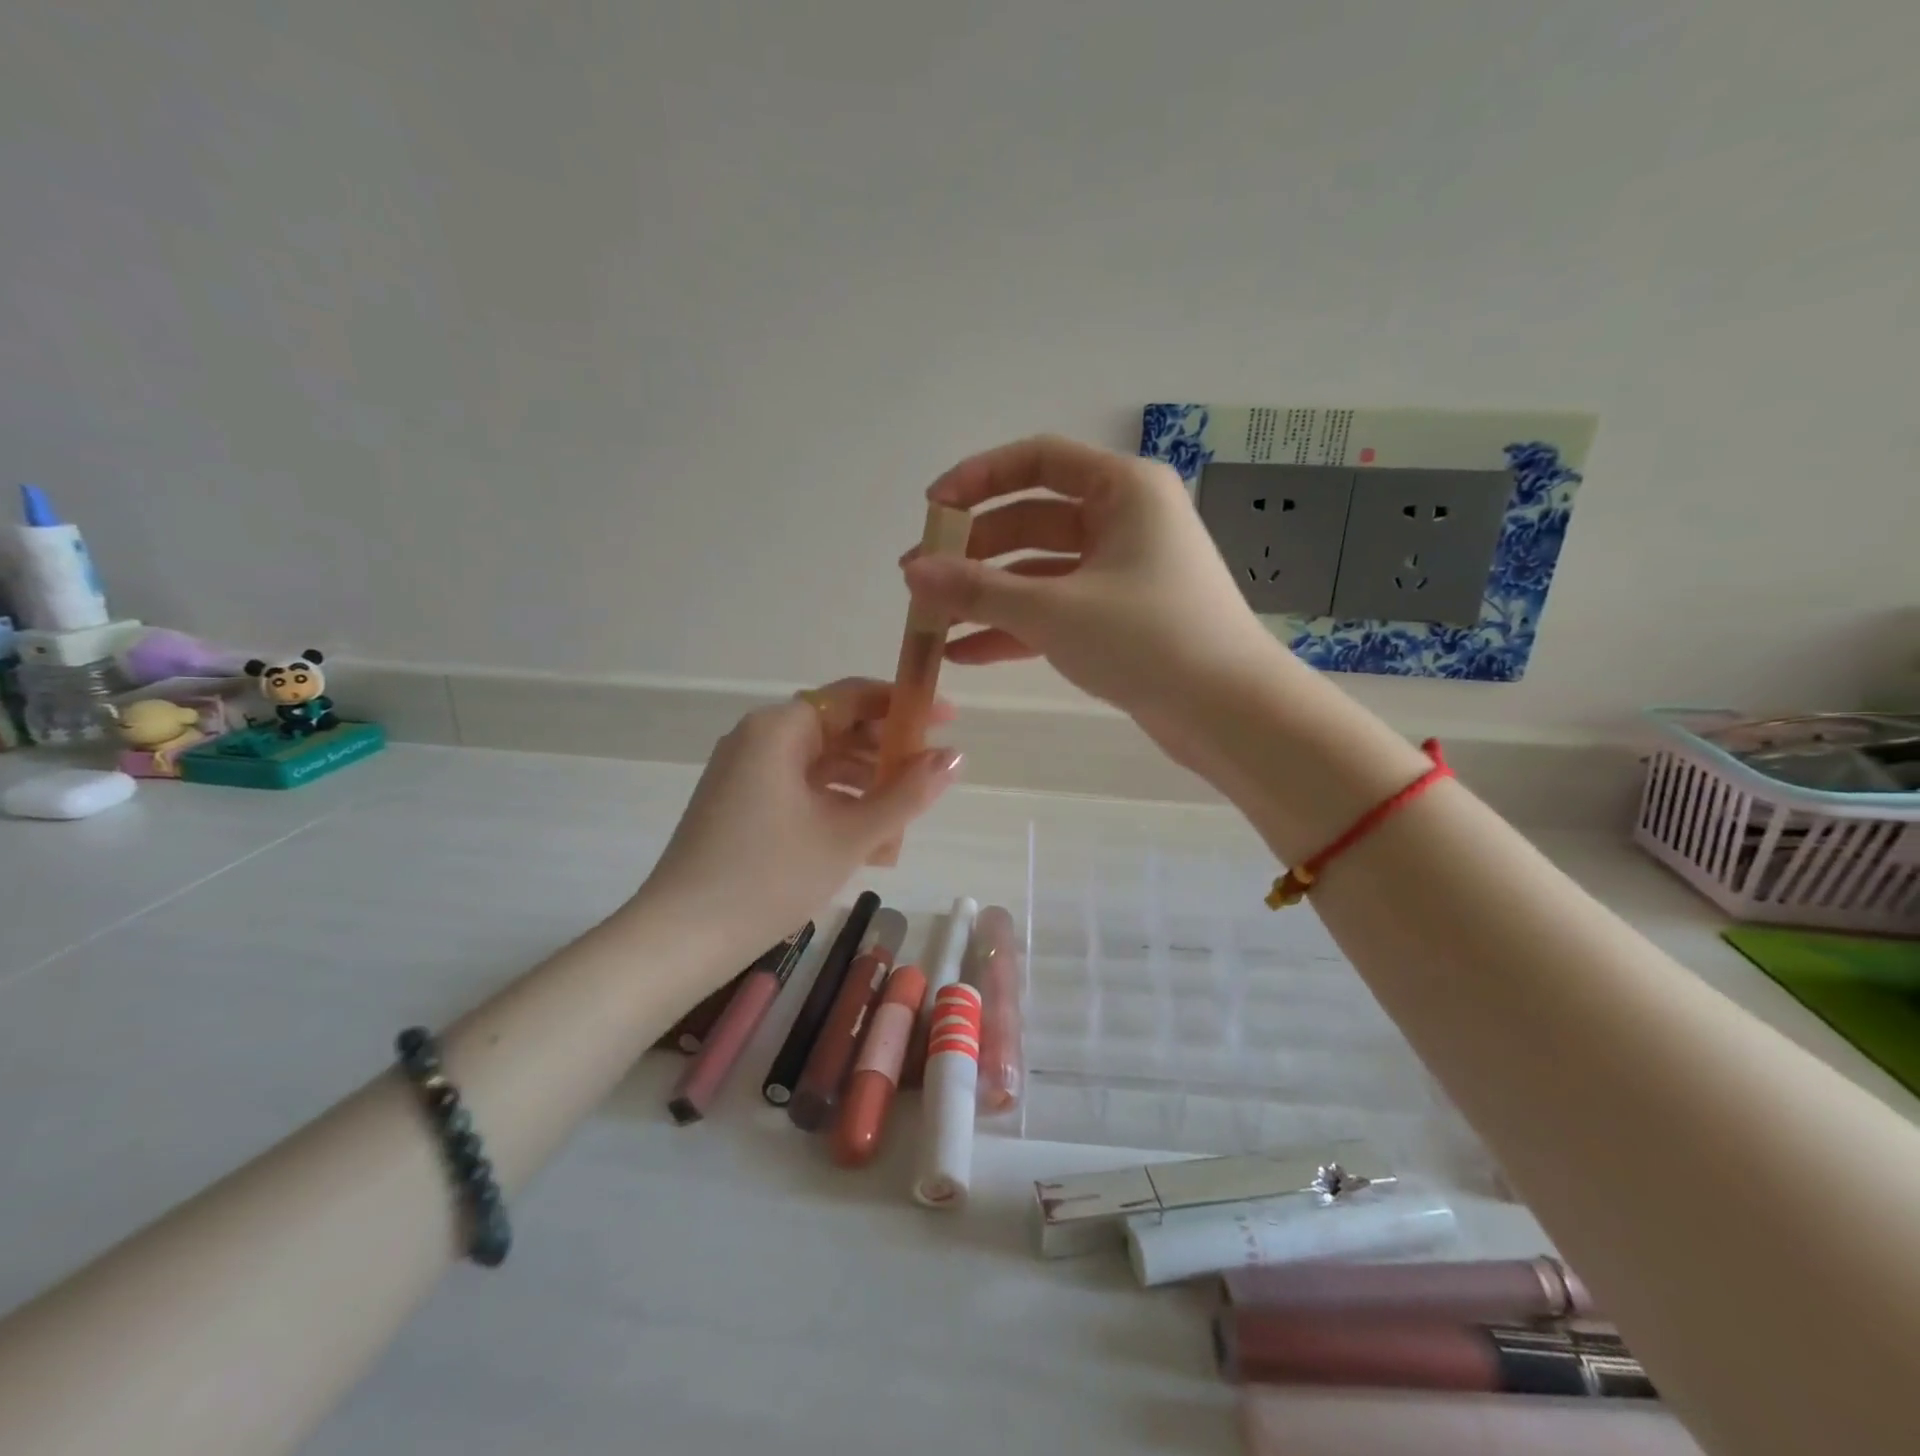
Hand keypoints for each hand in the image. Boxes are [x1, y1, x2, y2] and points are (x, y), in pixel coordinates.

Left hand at [636, 679, 960, 959]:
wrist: (681, 938)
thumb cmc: (770, 877)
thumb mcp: (850, 835)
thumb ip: (908, 793)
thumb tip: (956, 756)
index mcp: (780, 729)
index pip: (853, 696)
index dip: (905, 705)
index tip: (949, 720)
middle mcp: (759, 737)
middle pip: (837, 727)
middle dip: (887, 750)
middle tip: (932, 774)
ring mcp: (745, 771)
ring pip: (820, 761)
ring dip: (865, 782)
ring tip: (906, 814)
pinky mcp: (741, 802)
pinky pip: (800, 786)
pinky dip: (835, 802)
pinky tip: (867, 837)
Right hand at [900, 436, 1285, 760]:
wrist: (1229, 712)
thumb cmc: (1148, 639)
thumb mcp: (1053, 610)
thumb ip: (978, 589)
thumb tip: (914, 573)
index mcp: (1122, 490)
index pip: (1037, 460)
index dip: (978, 479)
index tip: (932, 510)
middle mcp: (1125, 521)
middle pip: (1032, 519)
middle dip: (973, 550)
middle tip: (920, 579)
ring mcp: (1123, 573)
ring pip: (1040, 571)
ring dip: (987, 595)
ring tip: (931, 620)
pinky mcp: (1120, 619)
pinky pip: (1056, 610)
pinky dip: (1014, 627)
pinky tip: (965, 653)